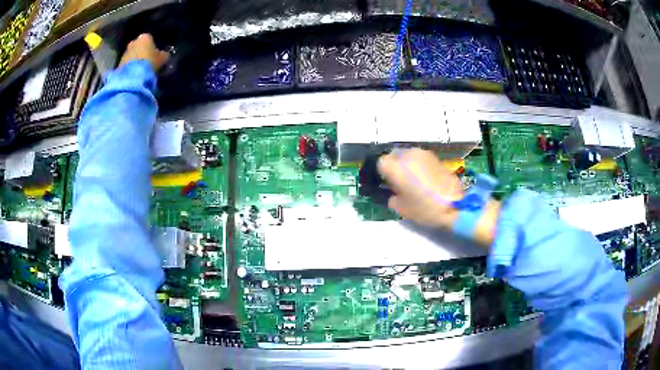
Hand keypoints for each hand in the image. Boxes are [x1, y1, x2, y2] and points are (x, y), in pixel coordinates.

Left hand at [119, 34, 169, 71]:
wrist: (133, 78)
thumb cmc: (150, 63)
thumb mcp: (162, 59)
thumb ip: (164, 55)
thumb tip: (164, 55)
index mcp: (145, 37)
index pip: (150, 39)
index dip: (153, 47)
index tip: (155, 54)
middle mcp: (134, 41)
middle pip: (139, 46)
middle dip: (142, 52)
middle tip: (147, 61)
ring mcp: (125, 52)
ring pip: (132, 54)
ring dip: (135, 60)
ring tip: (140, 69)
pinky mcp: (119, 63)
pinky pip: (127, 63)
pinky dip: (130, 67)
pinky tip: (134, 74)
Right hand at [377, 148, 463, 228]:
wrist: (454, 205)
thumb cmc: (424, 208)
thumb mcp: (401, 208)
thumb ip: (392, 197)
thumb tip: (394, 191)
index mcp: (395, 167)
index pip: (381, 163)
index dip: (383, 173)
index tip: (388, 183)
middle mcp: (407, 155)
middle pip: (394, 155)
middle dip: (395, 165)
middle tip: (399, 181)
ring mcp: (423, 153)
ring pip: (408, 155)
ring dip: (407, 164)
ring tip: (413, 179)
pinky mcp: (435, 156)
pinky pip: (421, 158)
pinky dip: (419, 165)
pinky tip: (425, 178)